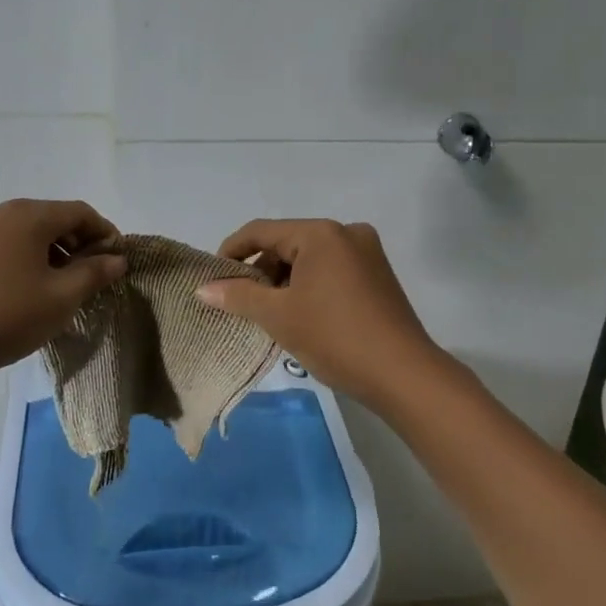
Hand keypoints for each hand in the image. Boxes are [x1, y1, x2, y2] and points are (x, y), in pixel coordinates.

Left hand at [0, 200, 125, 382]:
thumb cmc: (5, 316)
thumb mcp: (61, 298)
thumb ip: (94, 273)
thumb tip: (116, 258)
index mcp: (28, 215)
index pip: (80, 212)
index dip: (105, 233)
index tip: (118, 261)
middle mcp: (1, 211)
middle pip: (54, 218)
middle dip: (79, 243)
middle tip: (94, 277)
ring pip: (29, 231)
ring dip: (54, 252)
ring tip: (65, 286)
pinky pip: (8, 243)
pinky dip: (29, 257)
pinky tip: (32, 288)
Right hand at [195, 218, 443, 410]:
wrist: (402, 374)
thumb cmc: (334, 337)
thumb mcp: (278, 316)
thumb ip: (238, 296)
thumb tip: (203, 288)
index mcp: (320, 233)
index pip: (261, 231)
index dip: (231, 252)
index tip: (213, 279)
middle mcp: (346, 232)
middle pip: (287, 243)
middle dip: (260, 271)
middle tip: (241, 303)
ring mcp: (367, 253)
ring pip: (310, 259)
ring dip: (284, 282)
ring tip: (269, 315)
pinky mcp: (378, 276)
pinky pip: (331, 271)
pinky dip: (309, 287)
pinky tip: (301, 315)